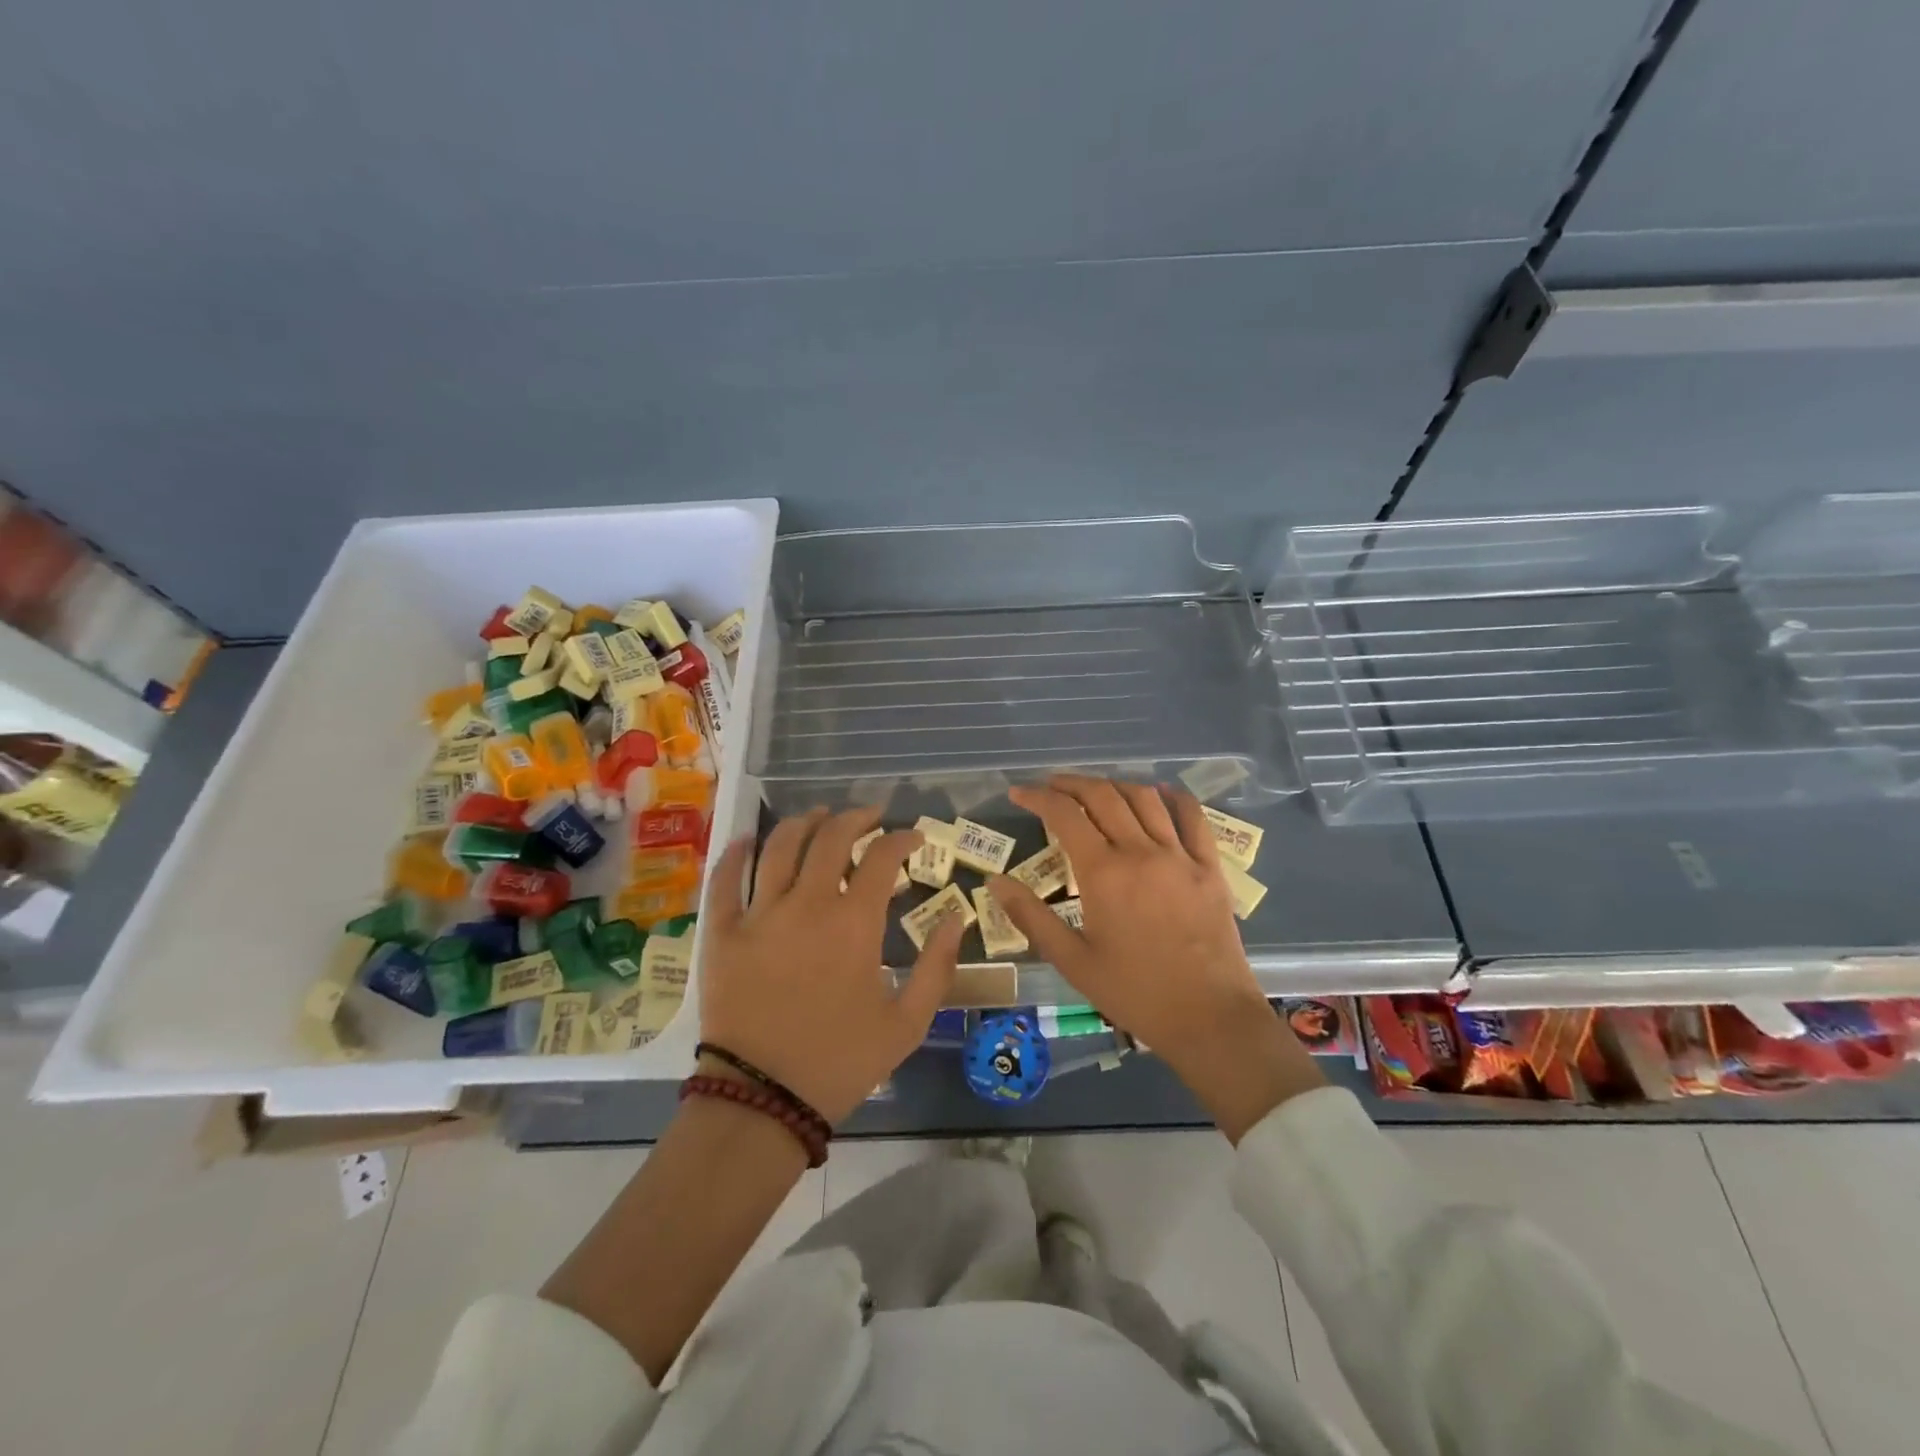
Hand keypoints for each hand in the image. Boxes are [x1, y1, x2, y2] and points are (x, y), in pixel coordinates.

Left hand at [700, 806, 963, 1123]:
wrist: (763, 1100)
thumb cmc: (841, 1061)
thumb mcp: (907, 1023)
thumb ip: (937, 967)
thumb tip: (956, 918)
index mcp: (854, 923)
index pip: (883, 857)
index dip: (902, 838)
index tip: (913, 838)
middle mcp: (807, 904)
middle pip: (831, 837)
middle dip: (856, 818)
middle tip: (869, 817)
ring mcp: (759, 914)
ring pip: (780, 845)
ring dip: (803, 822)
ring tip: (818, 817)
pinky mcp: (722, 932)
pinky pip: (725, 879)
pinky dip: (737, 852)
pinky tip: (748, 839)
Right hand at [987, 776, 1323, 1140]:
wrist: (1209, 1018)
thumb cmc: (1134, 993)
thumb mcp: (1072, 961)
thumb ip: (1031, 917)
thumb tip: (994, 881)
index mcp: (1103, 873)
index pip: (1064, 815)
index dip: (1037, 797)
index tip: (1018, 793)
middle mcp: (1140, 852)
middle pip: (1102, 796)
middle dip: (1071, 783)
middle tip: (1051, 786)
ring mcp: (1180, 856)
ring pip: (1144, 799)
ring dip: (1114, 784)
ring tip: (1095, 789)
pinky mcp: (1209, 867)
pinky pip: (1193, 817)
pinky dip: (1173, 797)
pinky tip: (1160, 792)